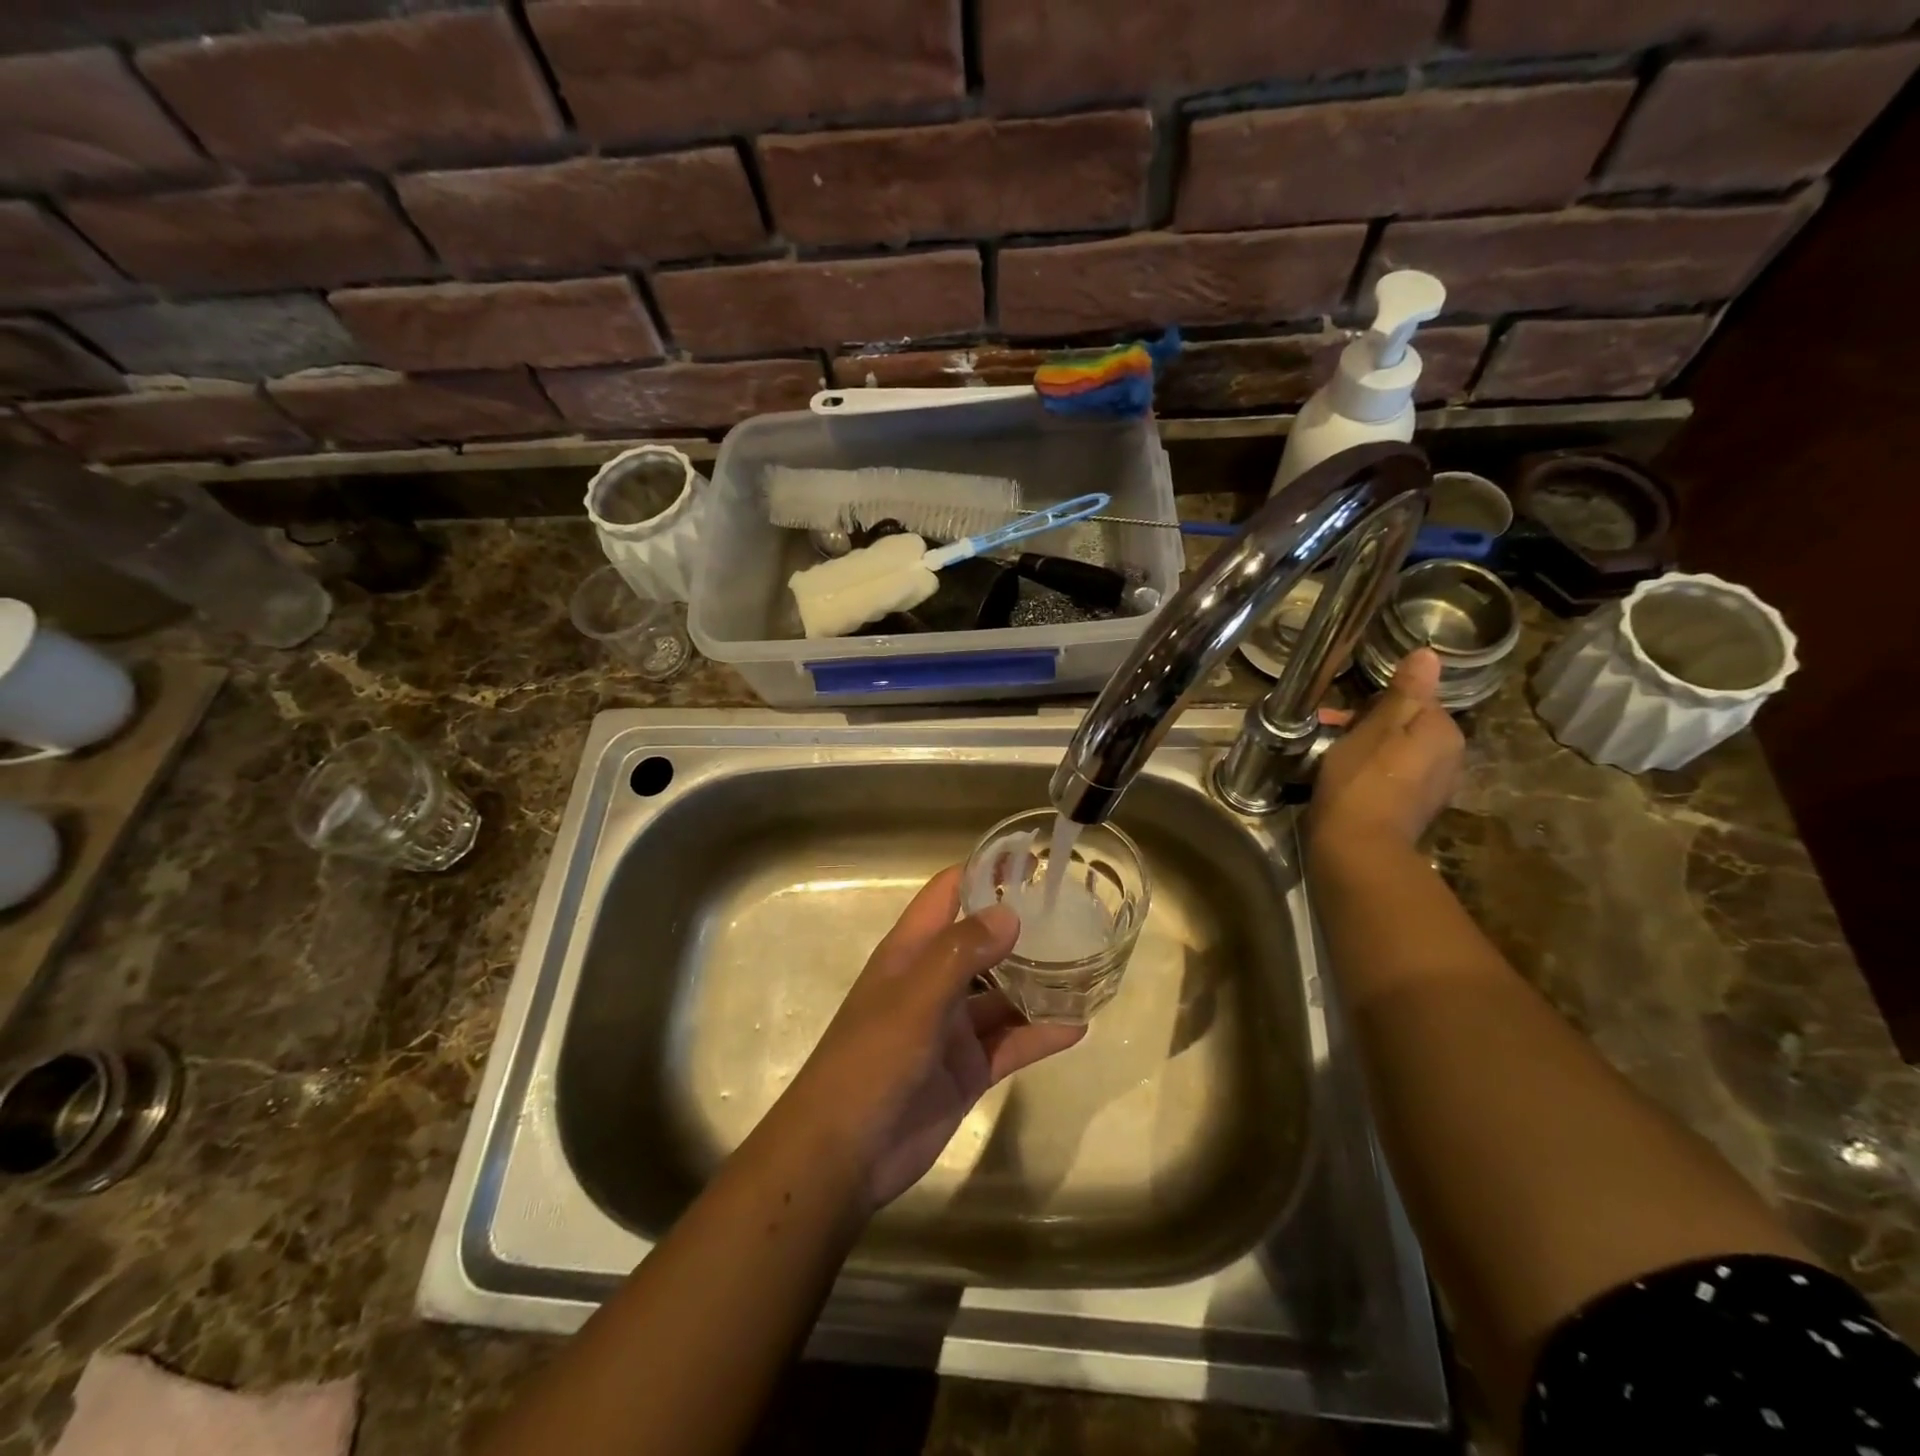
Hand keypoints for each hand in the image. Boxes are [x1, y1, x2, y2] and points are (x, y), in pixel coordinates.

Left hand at [779, 867, 1085, 1209]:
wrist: (844, 1154)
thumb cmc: (871, 1060)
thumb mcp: (915, 999)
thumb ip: (961, 954)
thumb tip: (1011, 914)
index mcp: (911, 952)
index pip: (948, 893)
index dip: (985, 871)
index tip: (1032, 859)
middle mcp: (934, 981)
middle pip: (983, 941)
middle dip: (1023, 926)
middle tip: (1078, 911)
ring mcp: (952, 1026)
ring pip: (1003, 993)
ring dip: (1039, 982)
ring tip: (1089, 965)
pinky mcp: (968, 1069)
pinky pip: (1011, 1043)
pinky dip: (1041, 1034)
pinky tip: (1078, 1025)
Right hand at [1309, 647, 1462, 851]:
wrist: (1357, 848)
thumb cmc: (1362, 780)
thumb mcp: (1377, 727)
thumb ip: (1405, 691)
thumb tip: (1429, 654)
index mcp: (1444, 733)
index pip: (1412, 699)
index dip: (1372, 702)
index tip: (1339, 714)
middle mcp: (1450, 758)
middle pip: (1406, 726)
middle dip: (1367, 724)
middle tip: (1329, 733)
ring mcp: (1433, 788)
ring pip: (1398, 752)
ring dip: (1367, 748)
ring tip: (1330, 757)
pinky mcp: (1414, 811)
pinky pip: (1393, 778)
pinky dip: (1371, 773)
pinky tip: (1345, 781)